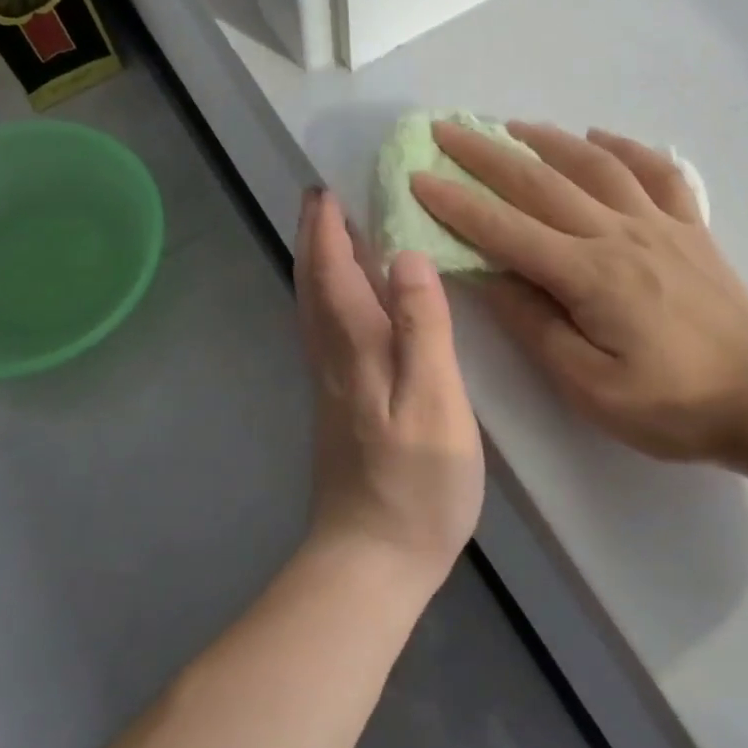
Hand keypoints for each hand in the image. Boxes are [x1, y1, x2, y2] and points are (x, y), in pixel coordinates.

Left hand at [295, 188, 483, 595]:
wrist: (371, 560)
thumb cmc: (415, 482)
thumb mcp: (434, 401)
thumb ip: (423, 327)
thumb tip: (407, 256)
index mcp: (354, 347)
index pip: (332, 270)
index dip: (328, 227)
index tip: (327, 186)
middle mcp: (332, 357)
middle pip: (313, 284)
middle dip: (314, 238)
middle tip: (323, 198)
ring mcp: (331, 385)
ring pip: (314, 309)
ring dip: (319, 265)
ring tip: (336, 235)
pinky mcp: (339, 407)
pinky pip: (327, 331)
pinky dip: (330, 299)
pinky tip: (352, 304)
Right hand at [412, 122, 747, 464]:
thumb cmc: (673, 404)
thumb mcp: (589, 385)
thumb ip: (537, 327)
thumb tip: (490, 279)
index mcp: (589, 275)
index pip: (506, 230)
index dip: (457, 203)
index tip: (418, 177)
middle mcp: (619, 234)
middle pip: (541, 183)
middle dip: (487, 156)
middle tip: (446, 130)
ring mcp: (660, 224)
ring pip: (595, 165)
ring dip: (548, 139)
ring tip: (511, 125)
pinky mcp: (691, 229)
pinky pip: (657, 173)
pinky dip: (625, 148)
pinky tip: (601, 136)